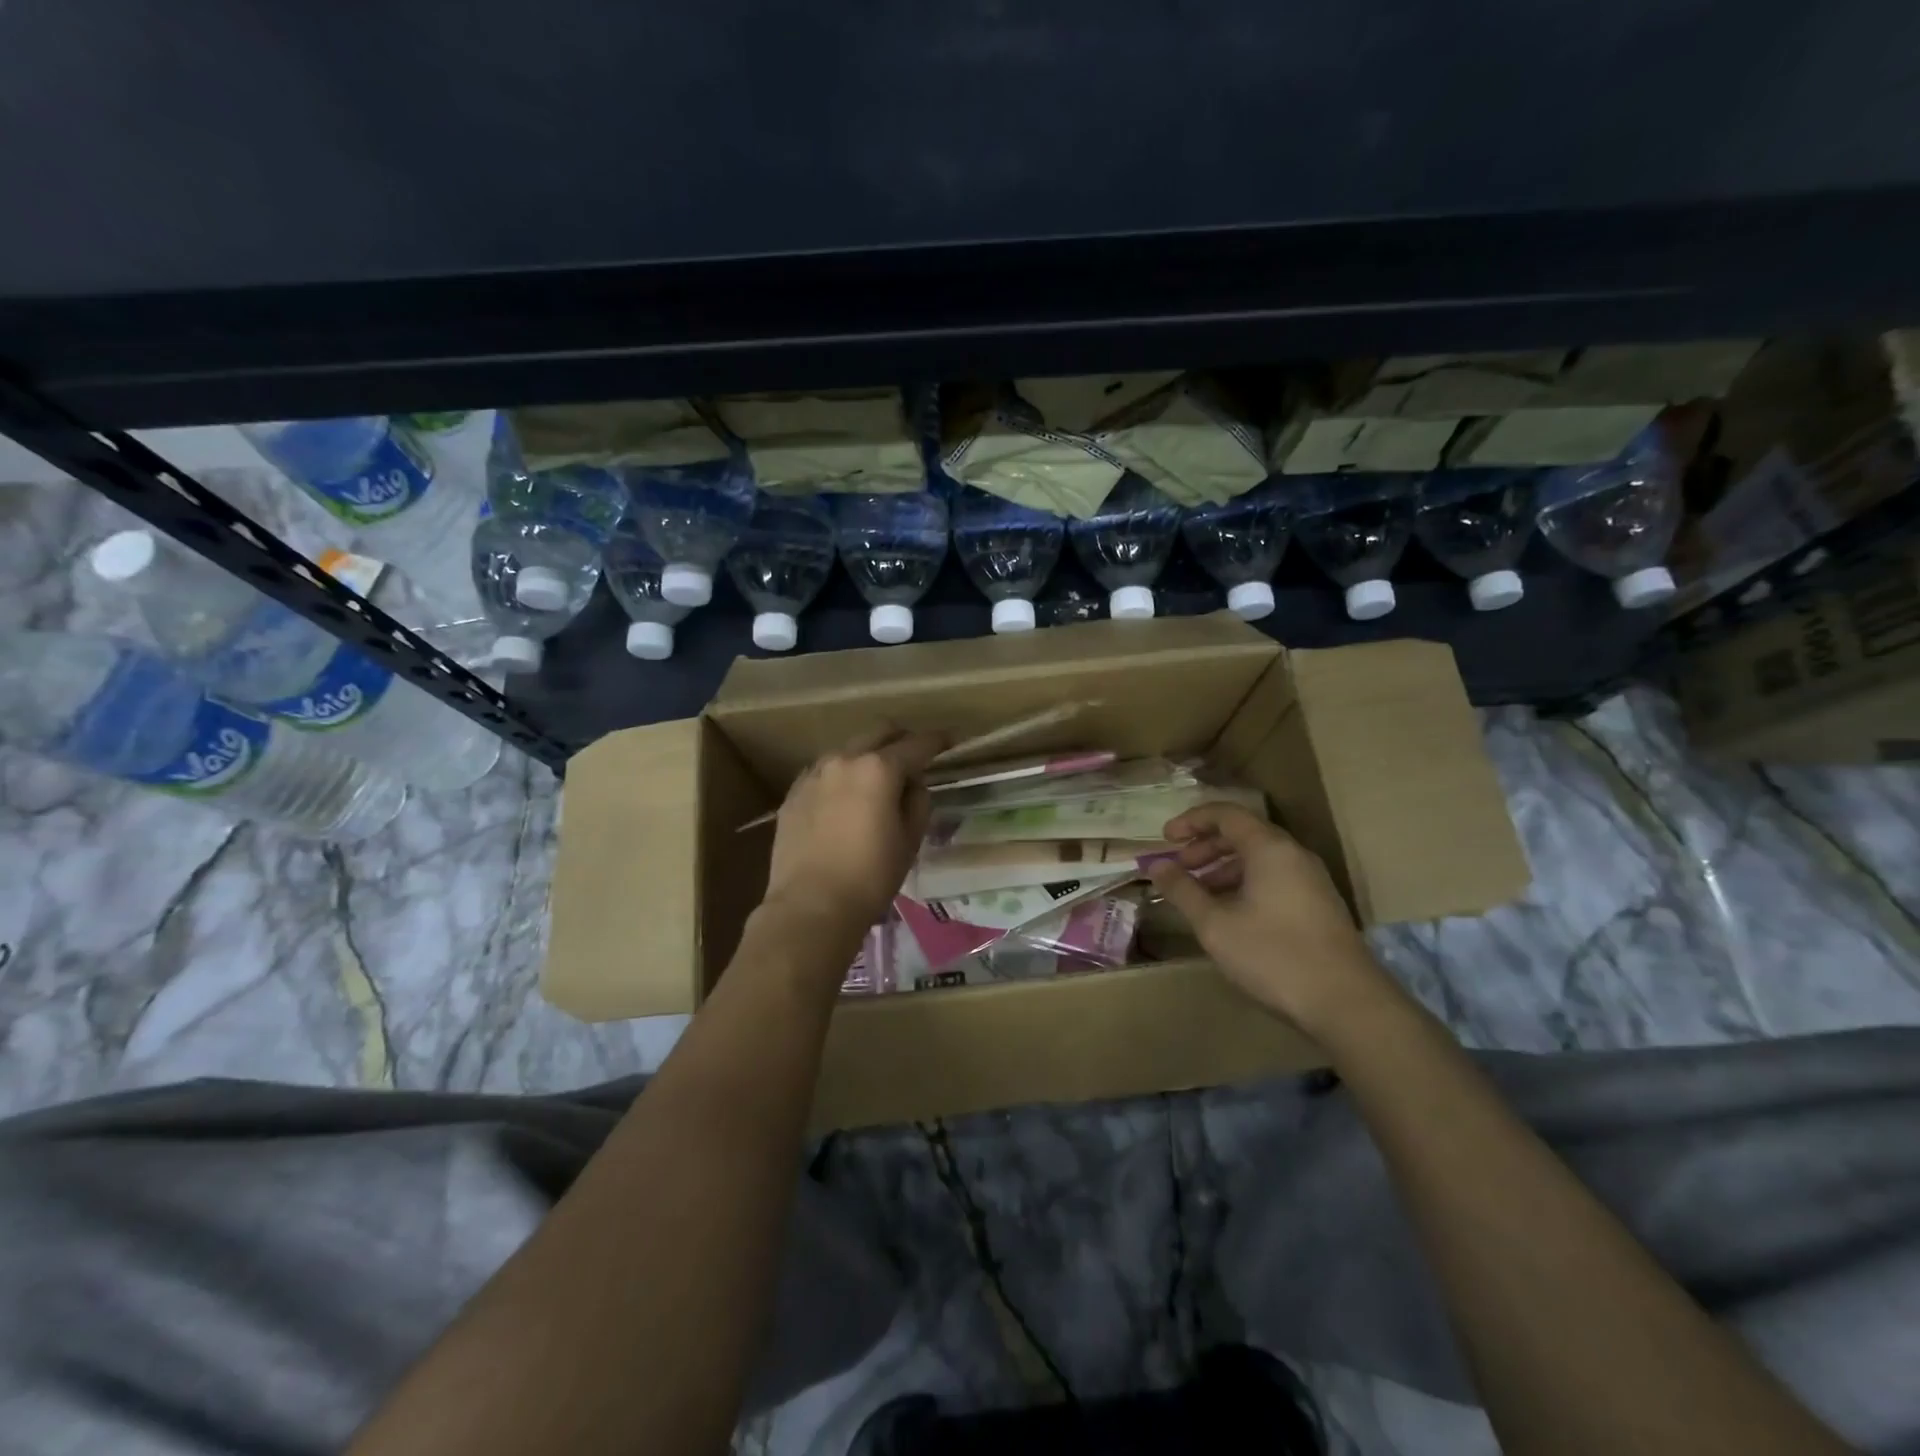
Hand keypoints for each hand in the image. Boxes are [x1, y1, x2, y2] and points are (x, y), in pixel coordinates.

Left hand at [761, 729, 945, 941]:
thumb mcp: (910, 840)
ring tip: (877, 781)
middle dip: (901, 738)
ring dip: (867, 756)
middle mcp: (844, 760)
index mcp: (879, 769)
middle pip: (878, 732)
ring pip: (847, 750)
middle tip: (914, 756)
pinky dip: (841, 776)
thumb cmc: (871, 876)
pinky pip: (823, 772)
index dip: (938, 741)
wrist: (810, 906)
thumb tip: (912, 783)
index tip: (950, 740)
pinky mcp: (793, 794)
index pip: (917, 744)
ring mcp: (813, 774)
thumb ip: (917, 801)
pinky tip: (845, 799)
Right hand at [1147, 802, 1402, 1036]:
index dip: (1191, 821)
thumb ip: (1183, 890)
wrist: (1347, 1003)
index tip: (1165, 838)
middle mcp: (1294, 854)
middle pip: (1243, 834)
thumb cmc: (1273, 955)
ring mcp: (1311, 880)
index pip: (1226, 814)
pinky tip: (1230, 914)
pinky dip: (1244, 884)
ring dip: (1223, 868)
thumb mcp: (1215, 924)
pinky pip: (1274, 878)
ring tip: (1199, 894)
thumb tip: (1156, 866)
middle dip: (1205, 846)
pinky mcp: (1319, 905)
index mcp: (1269, 848)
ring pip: (1259, 858)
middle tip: (1179, 867)